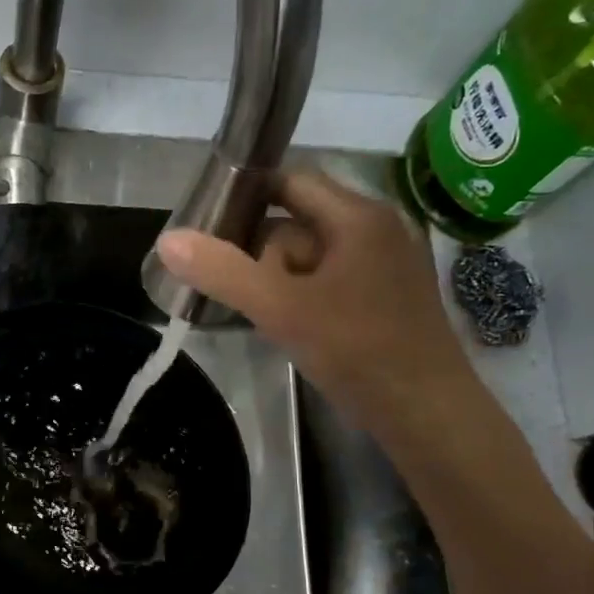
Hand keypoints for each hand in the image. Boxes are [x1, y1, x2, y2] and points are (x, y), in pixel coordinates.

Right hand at [156, 169, 475, 425]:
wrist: (426, 412)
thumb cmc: (357, 349)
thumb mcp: (280, 308)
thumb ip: (223, 272)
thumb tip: (167, 239)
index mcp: (358, 217)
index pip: (291, 181)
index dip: (247, 195)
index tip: (208, 223)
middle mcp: (377, 231)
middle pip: (299, 221)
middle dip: (262, 252)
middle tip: (237, 288)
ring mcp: (386, 266)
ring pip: (313, 257)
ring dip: (280, 279)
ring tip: (261, 314)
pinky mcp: (387, 299)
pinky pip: (331, 282)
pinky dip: (303, 296)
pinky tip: (289, 327)